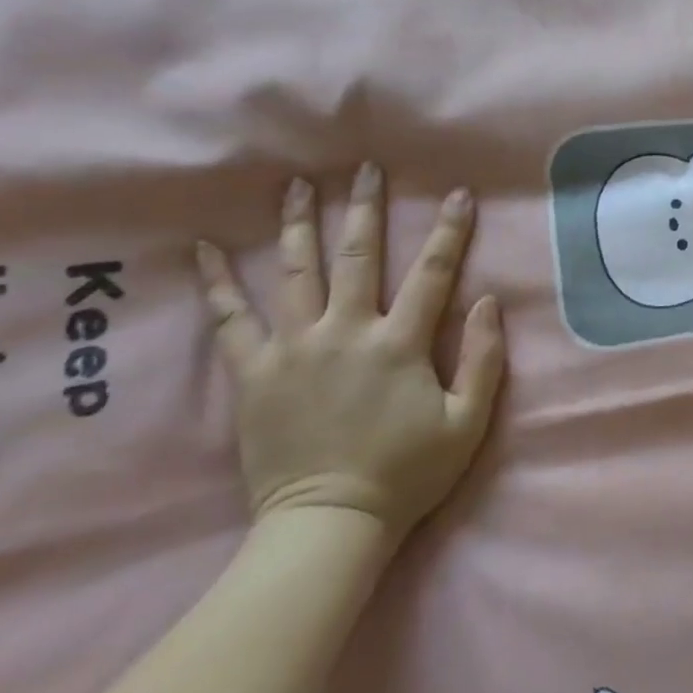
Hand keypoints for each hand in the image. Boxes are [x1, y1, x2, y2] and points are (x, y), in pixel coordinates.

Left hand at [194, 163, 505, 545]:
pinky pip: (230, 319)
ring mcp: (294, 349)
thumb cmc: (408, 472)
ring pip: (295, 272)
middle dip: (364, 209)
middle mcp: (346, 332)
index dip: (448, 231)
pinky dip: (217, 281)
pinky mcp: (254, 373)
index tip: (457, 194)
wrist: (329, 524)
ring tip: (297, 185)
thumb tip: (488, 301)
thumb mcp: (468, 422)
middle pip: (357, 257)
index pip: (431, 273)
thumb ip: (483, 359)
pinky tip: (204, 247)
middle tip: (365, 168)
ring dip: (299, 224)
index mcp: (400, 344)